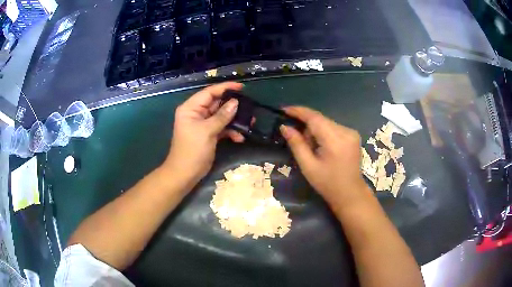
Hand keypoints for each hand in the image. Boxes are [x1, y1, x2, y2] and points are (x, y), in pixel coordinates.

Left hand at [163, 82, 243, 184]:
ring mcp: (203, 124)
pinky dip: (230, 131)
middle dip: (233, 106)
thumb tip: (235, 103)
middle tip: (249, 107)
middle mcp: (196, 113)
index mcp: (191, 108)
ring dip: (234, 120)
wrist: (185, 174)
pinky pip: (222, 127)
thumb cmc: (192, 150)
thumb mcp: (207, 131)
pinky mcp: (209, 134)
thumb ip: (222, 116)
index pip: (209, 92)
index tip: (241, 87)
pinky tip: (239, 137)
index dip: (225, 88)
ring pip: (221, 116)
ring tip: (249, 123)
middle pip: (217, 103)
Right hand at [280, 106, 370, 207]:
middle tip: (298, 141)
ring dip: (315, 131)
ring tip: (312, 149)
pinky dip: (324, 133)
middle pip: (320, 119)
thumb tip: (284, 126)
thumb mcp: (308, 166)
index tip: (284, 109)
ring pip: (326, 123)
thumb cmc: (327, 183)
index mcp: (335, 140)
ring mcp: (351, 132)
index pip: (314, 117)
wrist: (350, 194)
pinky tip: (323, 148)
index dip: (298, 111)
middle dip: (306, 126)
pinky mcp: (353, 135)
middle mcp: (346, 131)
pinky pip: (333, 127)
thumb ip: (296, 144)